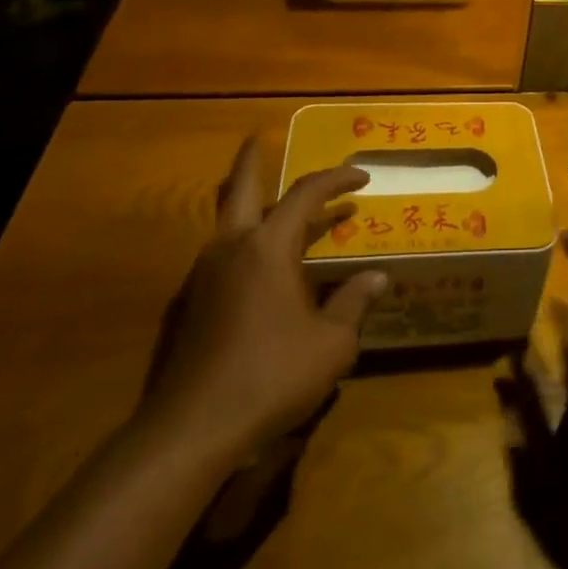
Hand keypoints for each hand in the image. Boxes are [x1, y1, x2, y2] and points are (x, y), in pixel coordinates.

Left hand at [142, 138, 386, 460]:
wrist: (192, 430)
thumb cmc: (271, 376)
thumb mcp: (331, 344)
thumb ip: (353, 303)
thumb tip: (378, 277)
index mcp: (268, 246)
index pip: (305, 194)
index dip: (336, 179)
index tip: (362, 177)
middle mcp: (232, 248)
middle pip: (239, 187)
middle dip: (252, 160)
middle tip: (260, 138)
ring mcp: (204, 275)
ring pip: (227, 222)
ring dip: (250, 205)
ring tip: (277, 209)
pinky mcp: (190, 305)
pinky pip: (222, 255)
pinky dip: (243, 243)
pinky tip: (260, 268)